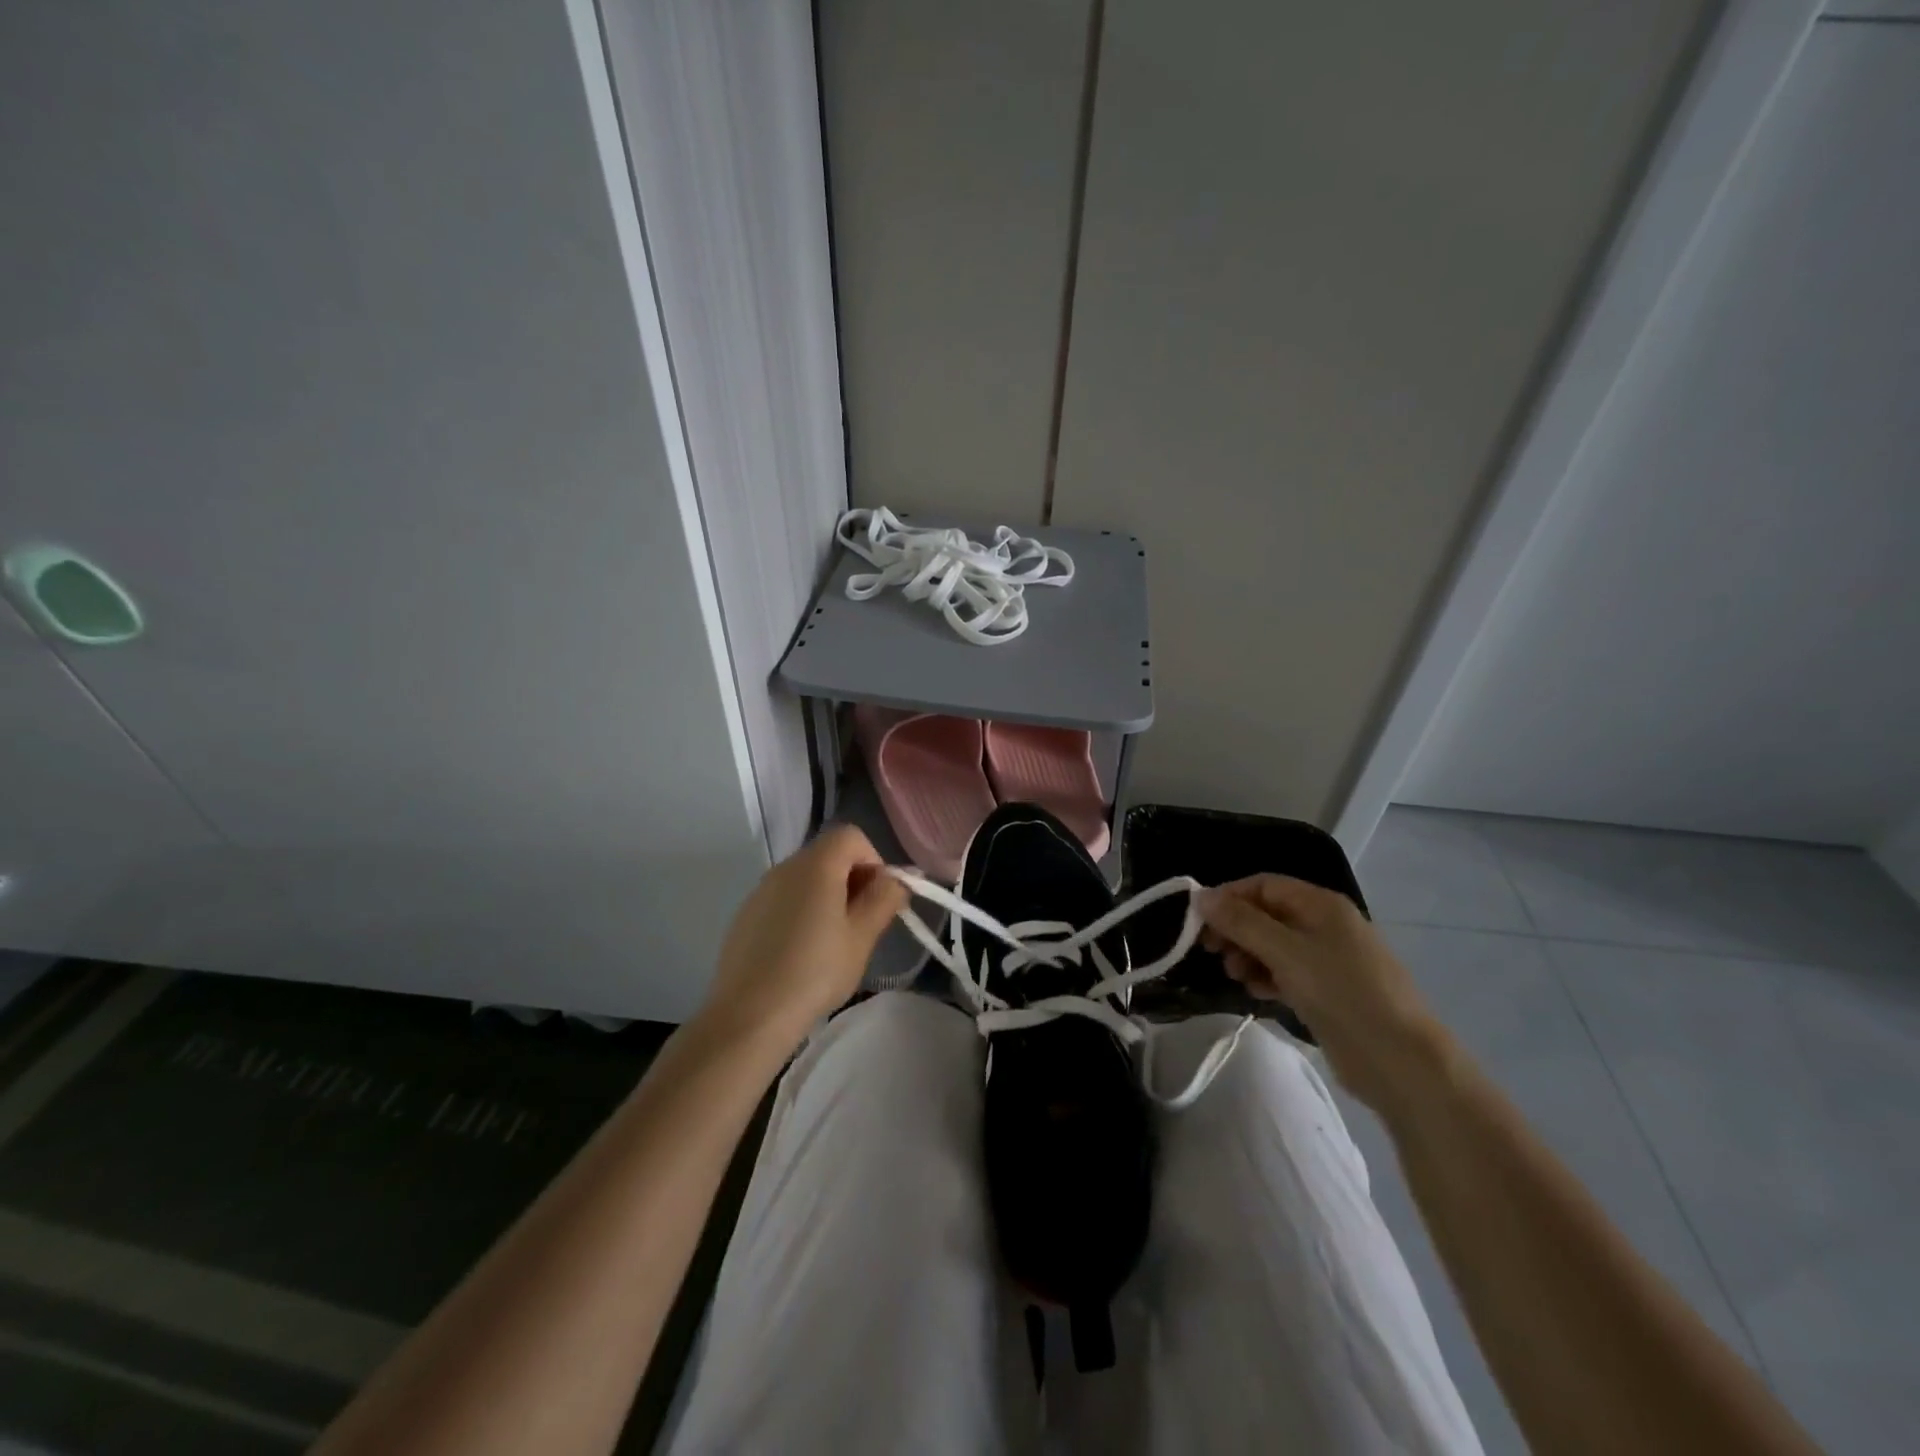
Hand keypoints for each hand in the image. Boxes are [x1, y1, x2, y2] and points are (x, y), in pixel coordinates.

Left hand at [699, 825, 908, 1049]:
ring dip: (827, 896)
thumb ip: (884, 899)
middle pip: (828, 854)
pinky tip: (801, 952)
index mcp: (816, 865)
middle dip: (853, 879)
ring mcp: (761, 890)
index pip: (851, 836)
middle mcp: (785, 867)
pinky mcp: (745, 915)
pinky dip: (801, 911)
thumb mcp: (861, 937)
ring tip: (833, 942)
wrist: (749, 1015)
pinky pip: (784, 899)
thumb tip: (898, 879)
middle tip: (863, 923)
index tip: (879, 898)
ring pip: (805, 878)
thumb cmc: (815, 972)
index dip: (873, 860)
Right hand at [1198, 875, 1450, 1112]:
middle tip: (1211, 950)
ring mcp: (1328, 960)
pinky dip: (1266, 977)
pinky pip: (1286, 972)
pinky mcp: (1327, 992)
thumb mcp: (1285, 952)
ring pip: (1273, 945)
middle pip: (1267, 914)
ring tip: (1234, 975)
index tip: (1198, 920)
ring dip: (1247, 954)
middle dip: (1236, 928)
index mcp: (1321, 905)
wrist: (1400, 1060)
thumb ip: (1241, 922)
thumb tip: (1201, 896)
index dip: (1229, 897)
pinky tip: (1255, 992)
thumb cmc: (1342, 992)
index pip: (1263, 885)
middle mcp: (1325, 925)